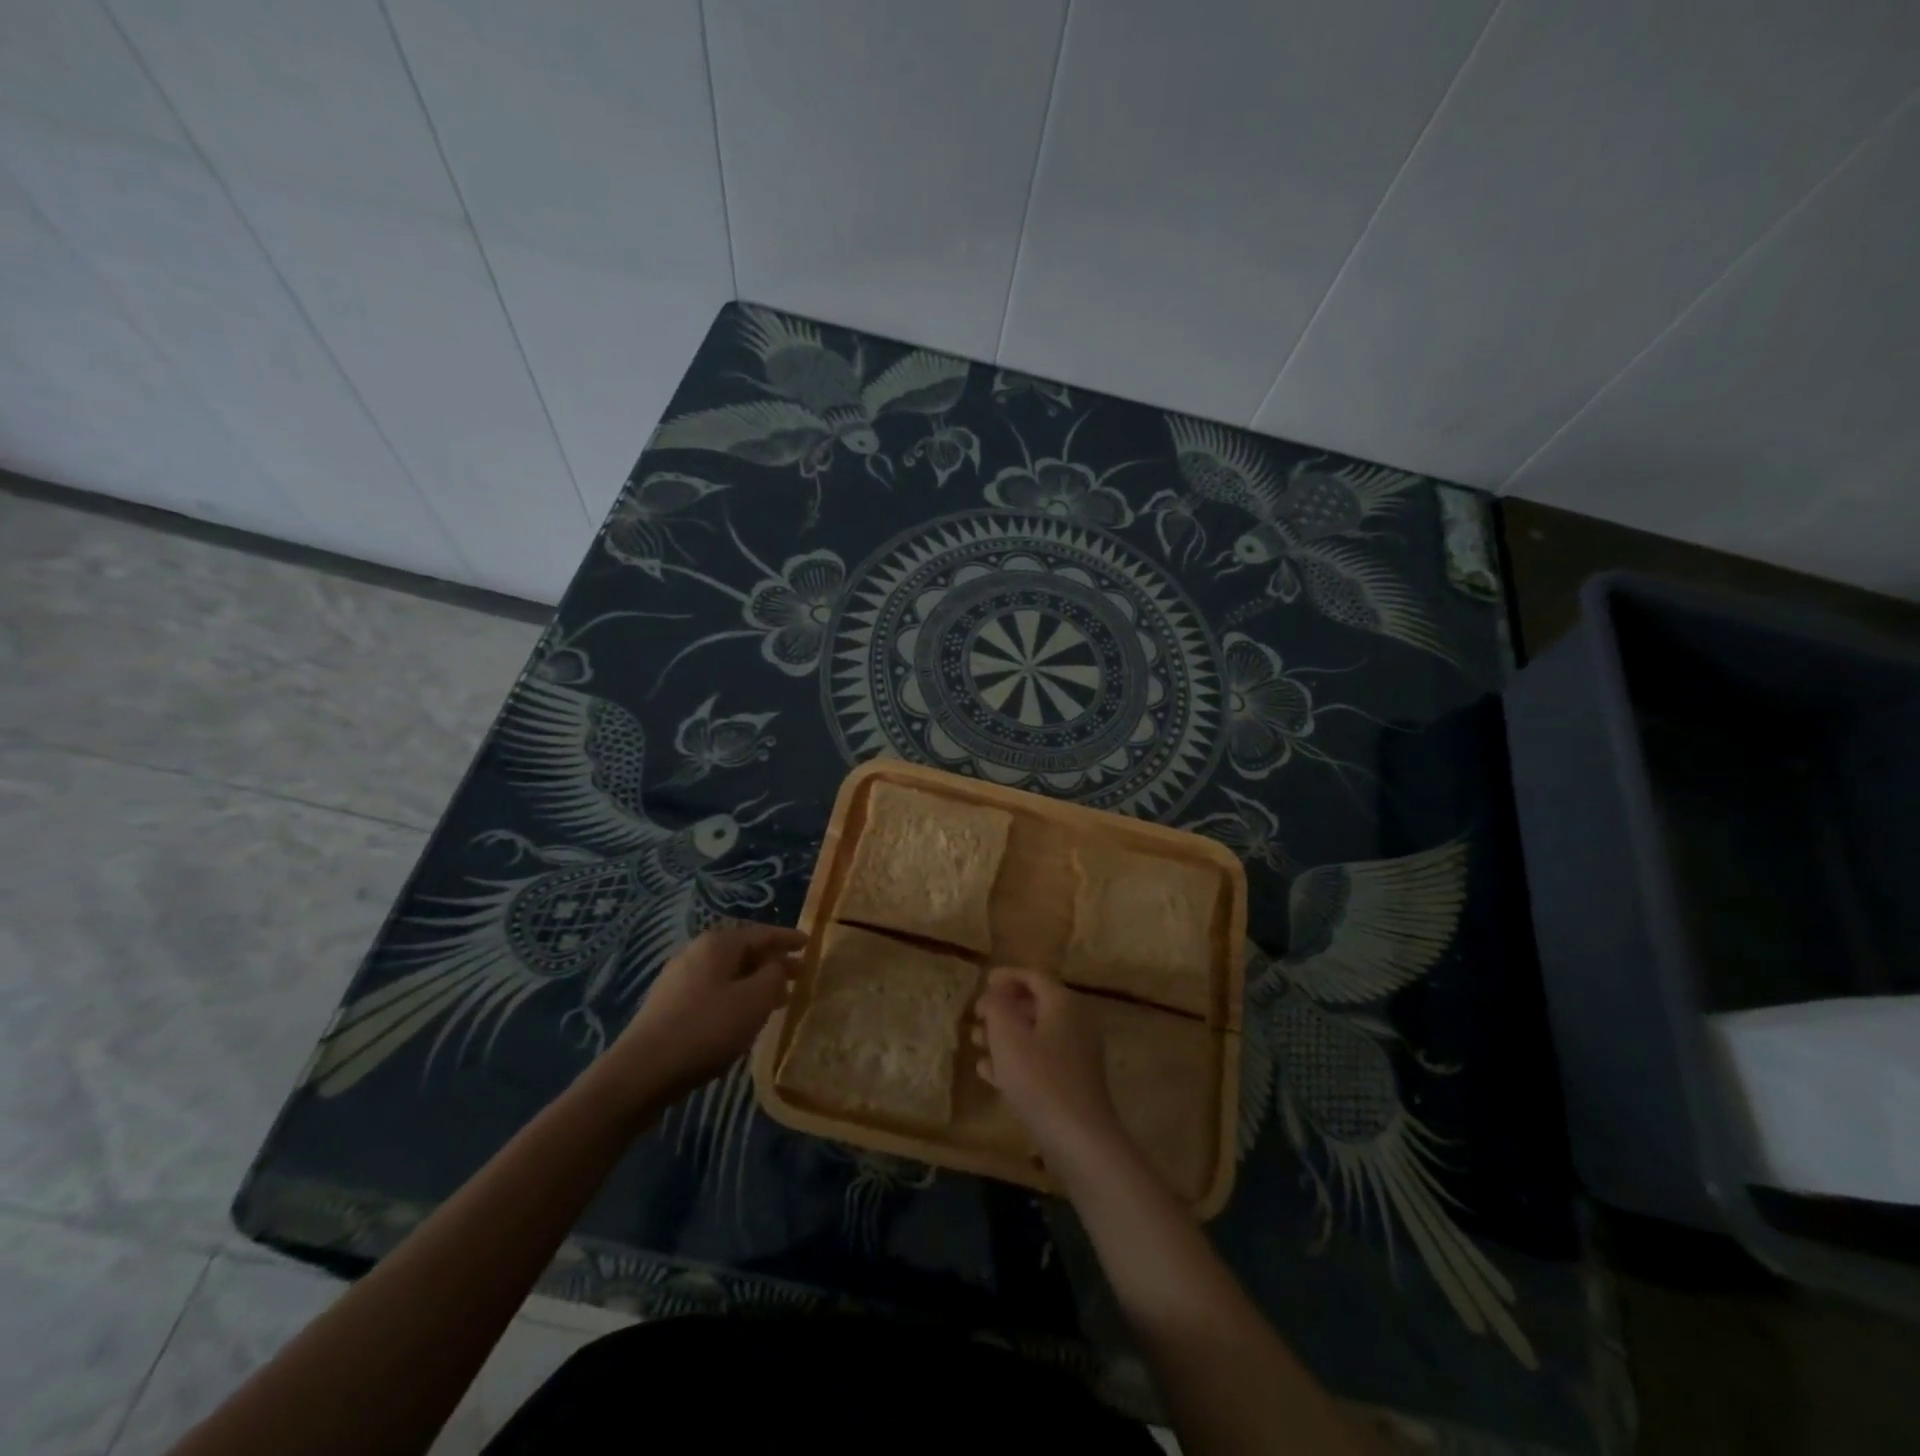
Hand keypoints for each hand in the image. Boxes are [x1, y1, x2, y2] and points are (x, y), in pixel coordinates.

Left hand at [603, 924, 804, 1103]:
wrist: (642, 1071)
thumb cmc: (707, 1029)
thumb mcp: (755, 1000)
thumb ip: (775, 976)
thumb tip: (777, 965)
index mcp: (718, 943)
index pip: (762, 932)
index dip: (788, 938)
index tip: (810, 944)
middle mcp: (696, 951)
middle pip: (744, 951)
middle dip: (772, 962)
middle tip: (799, 975)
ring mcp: (678, 977)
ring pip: (728, 972)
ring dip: (755, 981)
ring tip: (777, 999)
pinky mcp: (668, 1004)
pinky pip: (713, 989)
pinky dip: (735, 995)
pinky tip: (743, 1016)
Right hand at [973, 967, 1126, 1174]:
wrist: (1079, 1138)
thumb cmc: (1039, 1078)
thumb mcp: (1008, 1036)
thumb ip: (997, 1007)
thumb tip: (996, 995)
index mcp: (1062, 1004)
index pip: (1034, 977)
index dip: (1008, 976)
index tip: (984, 981)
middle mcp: (1074, 1023)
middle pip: (1036, 1005)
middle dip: (1003, 1008)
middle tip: (977, 1015)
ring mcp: (1076, 1055)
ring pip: (1035, 1035)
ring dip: (1005, 1035)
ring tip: (976, 1042)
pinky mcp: (1072, 1083)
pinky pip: (1040, 1060)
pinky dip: (1015, 1059)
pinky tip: (989, 1072)